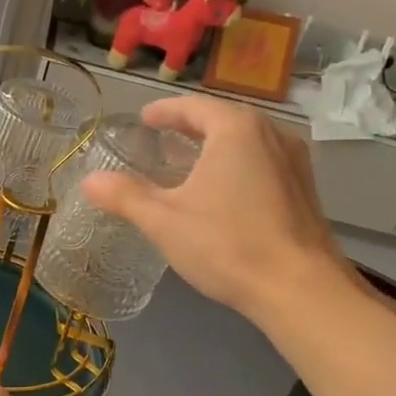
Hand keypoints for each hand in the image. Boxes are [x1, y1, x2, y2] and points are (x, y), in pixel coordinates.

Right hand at [80, 95, 357, 330]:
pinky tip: (222, 192)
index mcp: (236, 130)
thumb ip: (125, 196)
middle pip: (223, 120)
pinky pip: (262, 164)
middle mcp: (271, 135)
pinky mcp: (305, 191)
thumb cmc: (227, 244)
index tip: (145, 119)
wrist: (300, 289)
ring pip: (246, 143)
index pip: (194, 107)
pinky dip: (236, 166)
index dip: (165, 111)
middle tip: (162, 138)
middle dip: (190, 127)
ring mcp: (294, 163)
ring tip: (189, 163)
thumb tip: (90, 181)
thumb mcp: (164, 220)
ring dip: (215, 147)